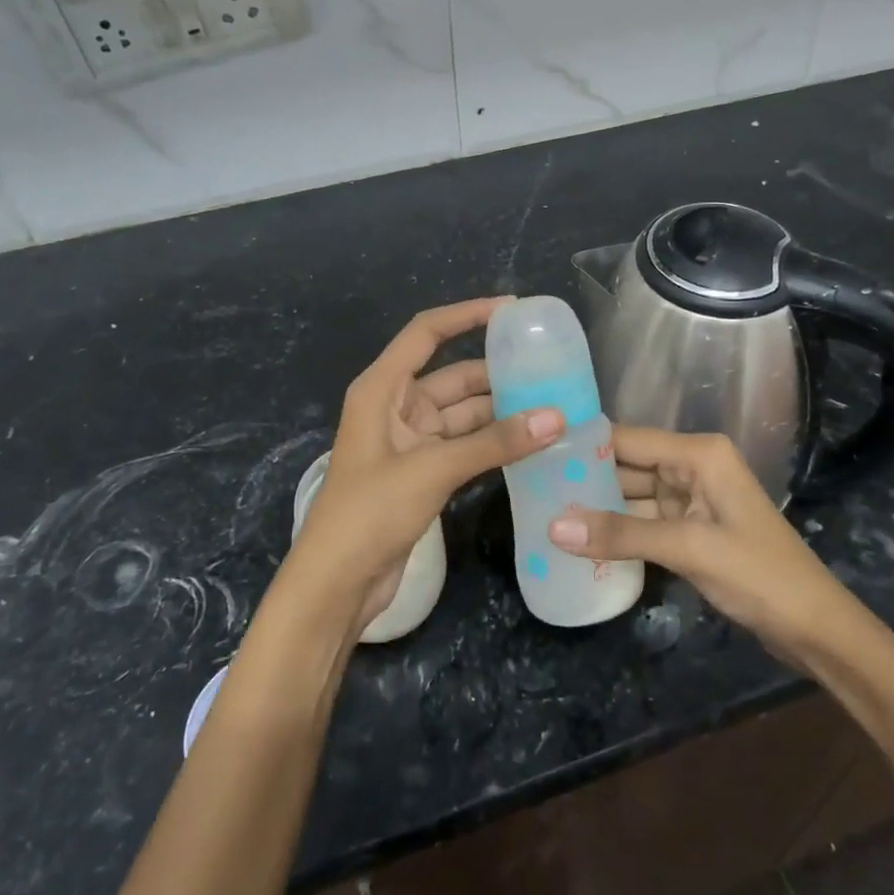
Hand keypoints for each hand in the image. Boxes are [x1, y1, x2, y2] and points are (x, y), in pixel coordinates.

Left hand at [286, 298, 564, 633]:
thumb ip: (494, 443)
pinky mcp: (422, 472)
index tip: (512, 309)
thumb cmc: (370, 513)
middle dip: (498, 373)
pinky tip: (531, 443)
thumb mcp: (432, 470)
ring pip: (464, 414)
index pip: (427, 333)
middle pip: (453, 376)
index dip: (467, 314)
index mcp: (382, 388)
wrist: (335, 585)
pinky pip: (465, 445)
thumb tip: (557, 418)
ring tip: (553, 406)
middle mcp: (396, 406)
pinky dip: (494, 443)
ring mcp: (410, 441)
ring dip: (502, 413)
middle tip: (550, 369)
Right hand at [548, 428, 851, 666]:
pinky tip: (581, 543)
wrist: (816, 629)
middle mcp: (693, 467)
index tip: (537, 453)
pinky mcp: (692, 531)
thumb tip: (553, 527)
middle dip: (586, 480)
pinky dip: (619, 534)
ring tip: (544, 516)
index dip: (585, 445)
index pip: (629, 439)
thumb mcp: (688, 549)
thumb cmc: (760, 574)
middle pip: (628, 467)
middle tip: (531, 490)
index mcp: (698, 454)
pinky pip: (645, 524)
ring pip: (633, 498)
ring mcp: (692, 501)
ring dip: (598, 511)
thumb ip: (621, 535)